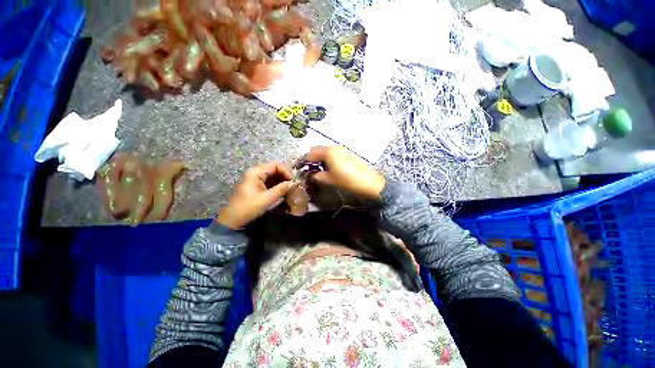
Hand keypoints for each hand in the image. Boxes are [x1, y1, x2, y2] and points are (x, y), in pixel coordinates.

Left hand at [216, 162, 293, 228]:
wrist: (234, 220)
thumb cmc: (249, 208)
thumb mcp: (267, 198)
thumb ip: (281, 189)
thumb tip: (294, 183)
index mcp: (256, 173)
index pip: (275, 165)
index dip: (286, 171)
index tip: (293, 181)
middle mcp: (255, 173)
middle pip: (274, 169)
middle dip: (284, 176)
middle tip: (293, 185)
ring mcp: (255, 179)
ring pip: (273, 175)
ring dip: (282, 180)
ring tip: (290, 188)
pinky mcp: (256, 186)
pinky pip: (269, 181)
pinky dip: (277, 185)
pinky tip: (283, 191)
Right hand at [305, 146, 385, 198]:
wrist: (368, 181)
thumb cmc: (347, 180)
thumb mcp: (329, 179)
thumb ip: (317, 176)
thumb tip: (311, 175)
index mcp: (328, 152)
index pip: (311, 153)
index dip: (303, 160)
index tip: (299, 167)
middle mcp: (334, 147)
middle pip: (318, 149)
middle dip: (311, 158)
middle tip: (309, 168)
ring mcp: (342, 149)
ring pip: (326, 150)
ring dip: (320, 157)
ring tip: (318, 168)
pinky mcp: (347, 153)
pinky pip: (333, 153)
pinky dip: (328, 158)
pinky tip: (329, 167)